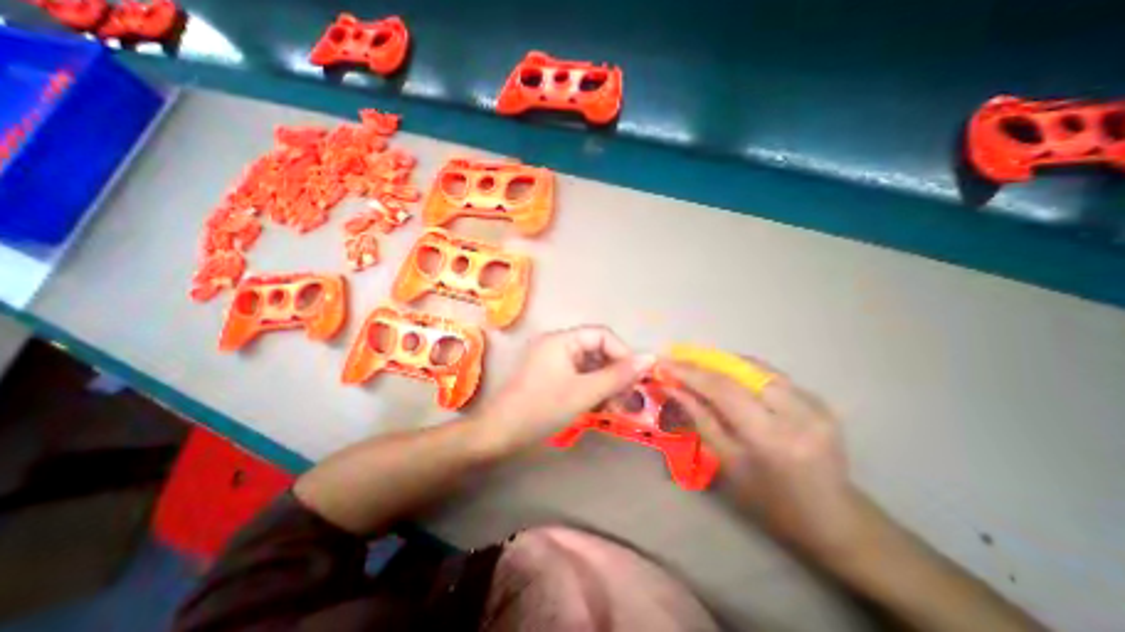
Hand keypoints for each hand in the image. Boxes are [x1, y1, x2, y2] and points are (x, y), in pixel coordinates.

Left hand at [474, 326, 650, 452]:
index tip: (637, 377)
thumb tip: (650, 357)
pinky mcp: (550, 377)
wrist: (500, 434)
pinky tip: (600, 405)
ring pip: (588, 365)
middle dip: (614, 371)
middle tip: (629, 395)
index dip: (622, 353)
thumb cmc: (542, 408)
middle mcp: (557, 344)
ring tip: (617, 405)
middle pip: (596, 349)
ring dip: (605, 382)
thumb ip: (618, 375)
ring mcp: (552, 361)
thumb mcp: (585, 392)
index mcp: (562, 339)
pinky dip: (591, 388)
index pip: (602, 335)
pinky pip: (578, 376)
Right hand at [667, 359, 863, 555]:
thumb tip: (673, 388)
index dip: (690, 372)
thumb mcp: (728, 462)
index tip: (664, 362)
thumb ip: (700, 418)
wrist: (833, 517)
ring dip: (722, 363)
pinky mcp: (820, 399)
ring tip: (696, 364)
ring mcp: (814, 403)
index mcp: (772, 437)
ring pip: (756, 367)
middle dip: (703, 362)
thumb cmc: (770, 500)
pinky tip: (727, 374)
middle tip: (677, 360)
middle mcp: (797, 413)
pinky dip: (743, 370)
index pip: (723, 389)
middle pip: (740, 371)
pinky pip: (771, 374)